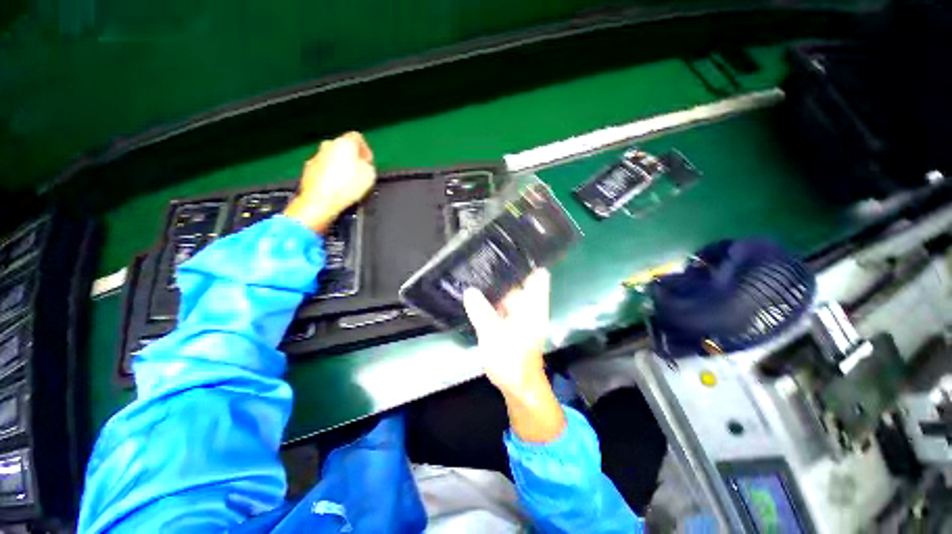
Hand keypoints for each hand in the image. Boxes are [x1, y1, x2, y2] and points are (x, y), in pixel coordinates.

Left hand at [284, 131, 375, 232]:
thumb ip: (368, 165)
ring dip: (340, 168)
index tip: (369, 162)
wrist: (320, 201)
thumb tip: (364, 164)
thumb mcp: (370, 175)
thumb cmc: (347, 186)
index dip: (366, 150)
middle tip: (360, 174)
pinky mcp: (308, 170)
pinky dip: (330, 176)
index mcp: (344, 143)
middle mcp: (328, 145)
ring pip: (332, 159)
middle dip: (352, 159)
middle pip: (343, 148)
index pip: (357, 137)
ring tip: (349, 184)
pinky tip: (336, 189)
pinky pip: (323, 170)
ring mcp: (316, 157)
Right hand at [463, 269, 549, 395]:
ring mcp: (521, 313)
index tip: (509, 248)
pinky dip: (492, 298)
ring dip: (495, 285)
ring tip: (476, 270)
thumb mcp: (492, 334)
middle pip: (519, 281)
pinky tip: (477, 293)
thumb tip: (470, 291)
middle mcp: (529, 305)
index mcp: (533, 305)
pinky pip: (502, 304)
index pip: (537, 274)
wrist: (517, 386)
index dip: (527, 260)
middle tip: (483, 257)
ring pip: (509, 292)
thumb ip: (481, 311)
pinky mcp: (512, 321)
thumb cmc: (511, 360)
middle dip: (503, 271)